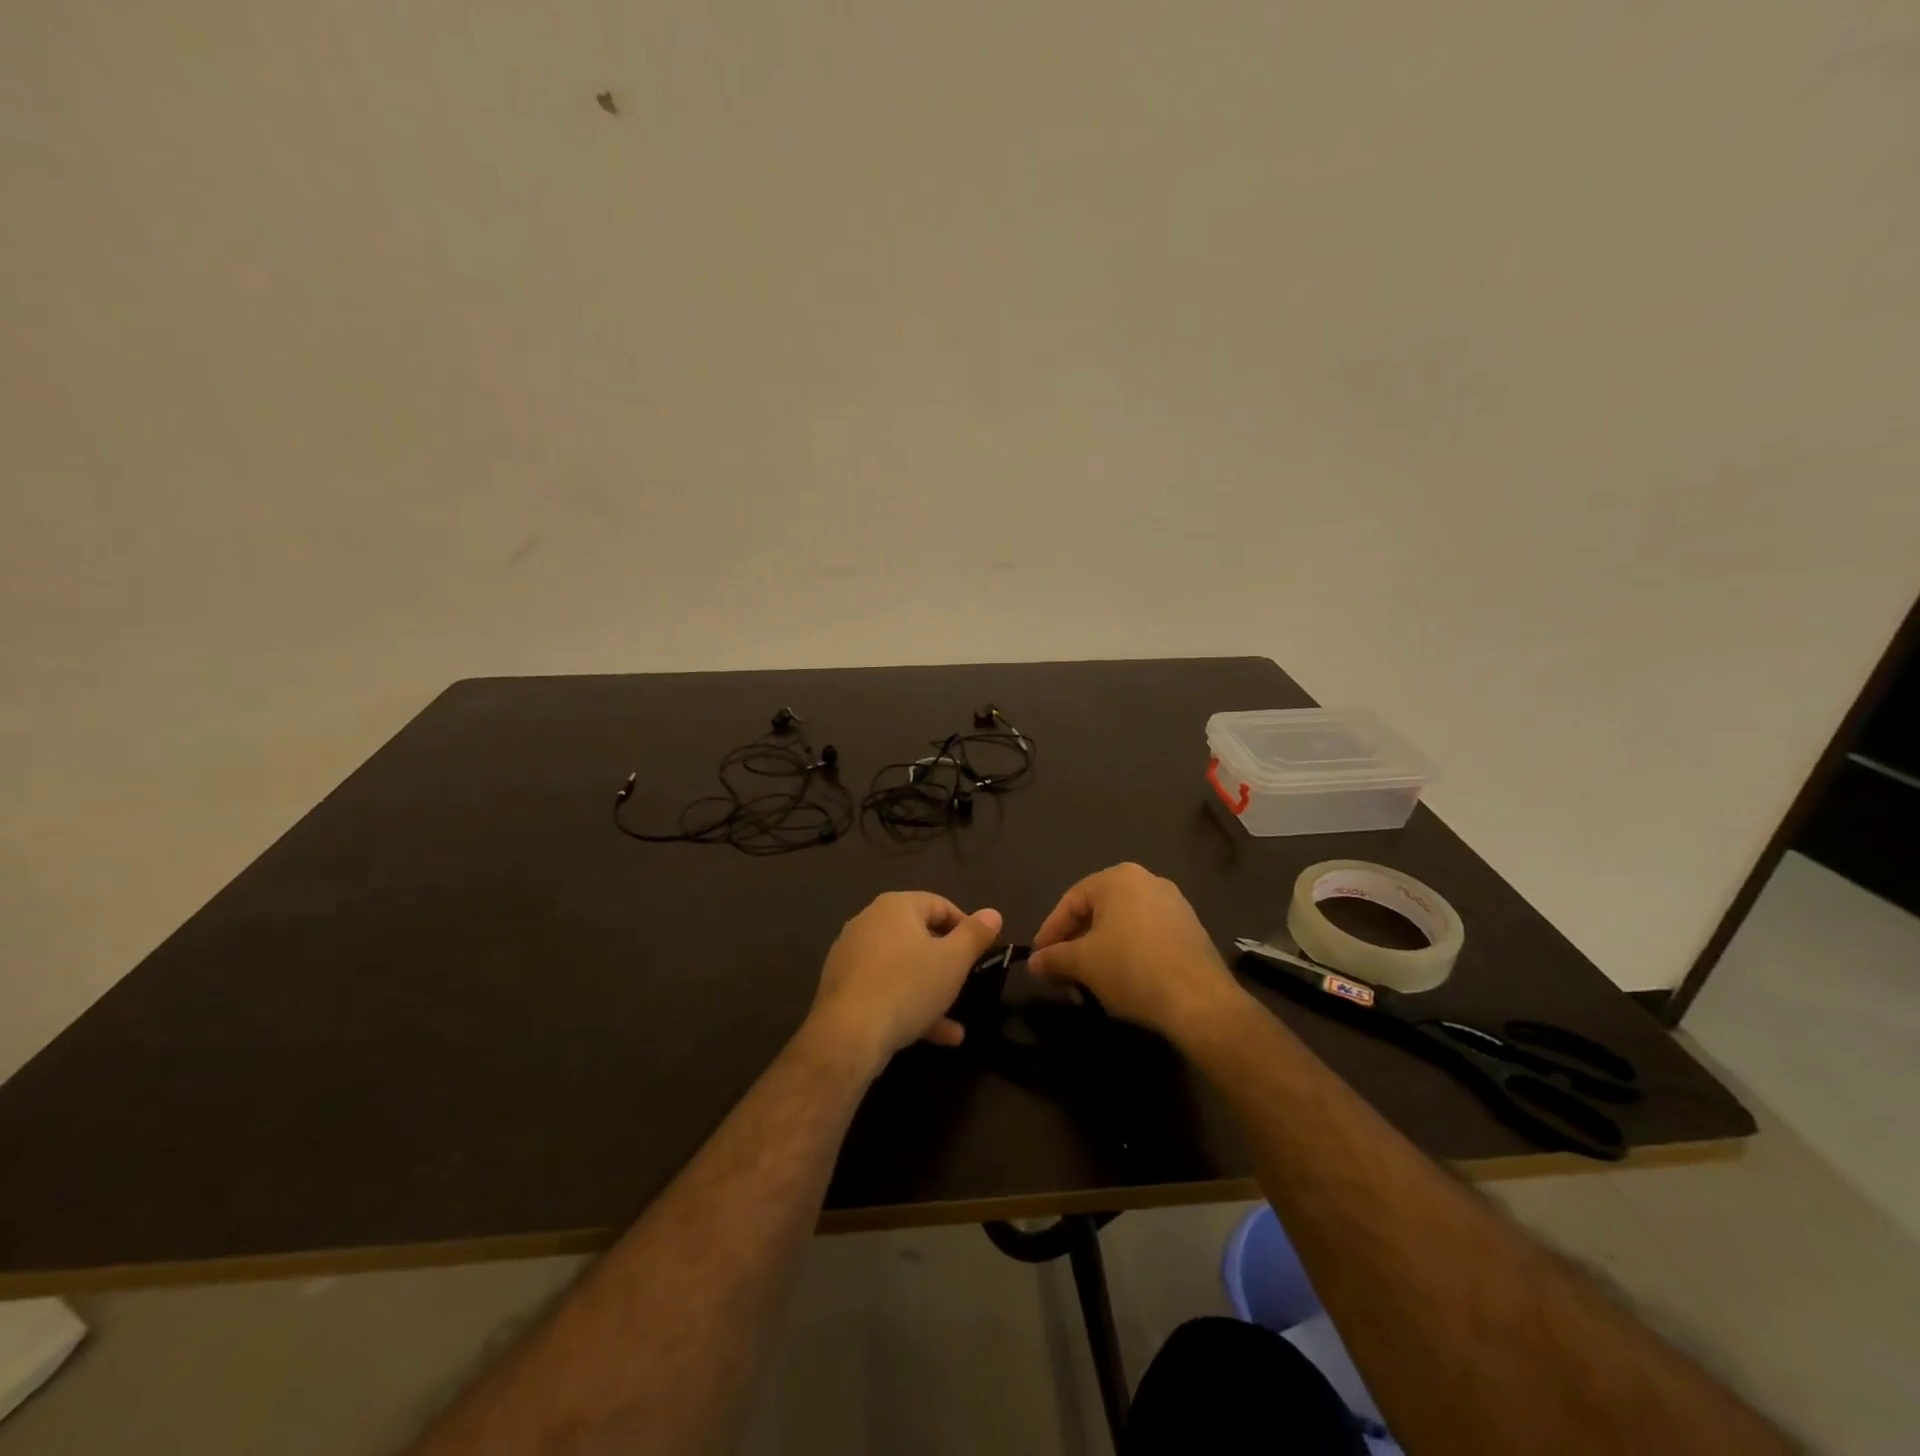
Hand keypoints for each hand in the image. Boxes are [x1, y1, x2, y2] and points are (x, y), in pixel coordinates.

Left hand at [806, 892, 1003, 1072]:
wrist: (849, 1033)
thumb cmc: (908, 986)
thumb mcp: (953, 961)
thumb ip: (975, 935)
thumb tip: (993, 913)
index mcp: (896, 906)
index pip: (940, 905)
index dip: (966, 927)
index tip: (982, 953)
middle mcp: (870, 921)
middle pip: (919, 937)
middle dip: (947, 963)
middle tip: (966, 984)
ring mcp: (852, 954)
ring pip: (902, 968)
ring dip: (930, 991)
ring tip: (956, 1023)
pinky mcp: (842, 985)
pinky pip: (883, 988)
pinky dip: (907, 1005)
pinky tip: (933, 1035)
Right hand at [1027, 863, 1244, 1040]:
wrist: (1200, 1001)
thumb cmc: (1132, 968)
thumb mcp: (1083, 963)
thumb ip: (1053, 958)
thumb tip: (1033, 963)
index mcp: (1119, 878)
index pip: (1071, 901)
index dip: (1050, 932)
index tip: (1039, 960)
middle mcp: (1147, 881)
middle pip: (1097, 912)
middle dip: (1075, 944)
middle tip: (1061, 973)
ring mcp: (1173, 904)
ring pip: (1122, 925)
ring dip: (1100, 952)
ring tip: (1087, 981)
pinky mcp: (1190, 930)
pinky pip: (1146, 936)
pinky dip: (1127, 954)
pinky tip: (1121, 981)